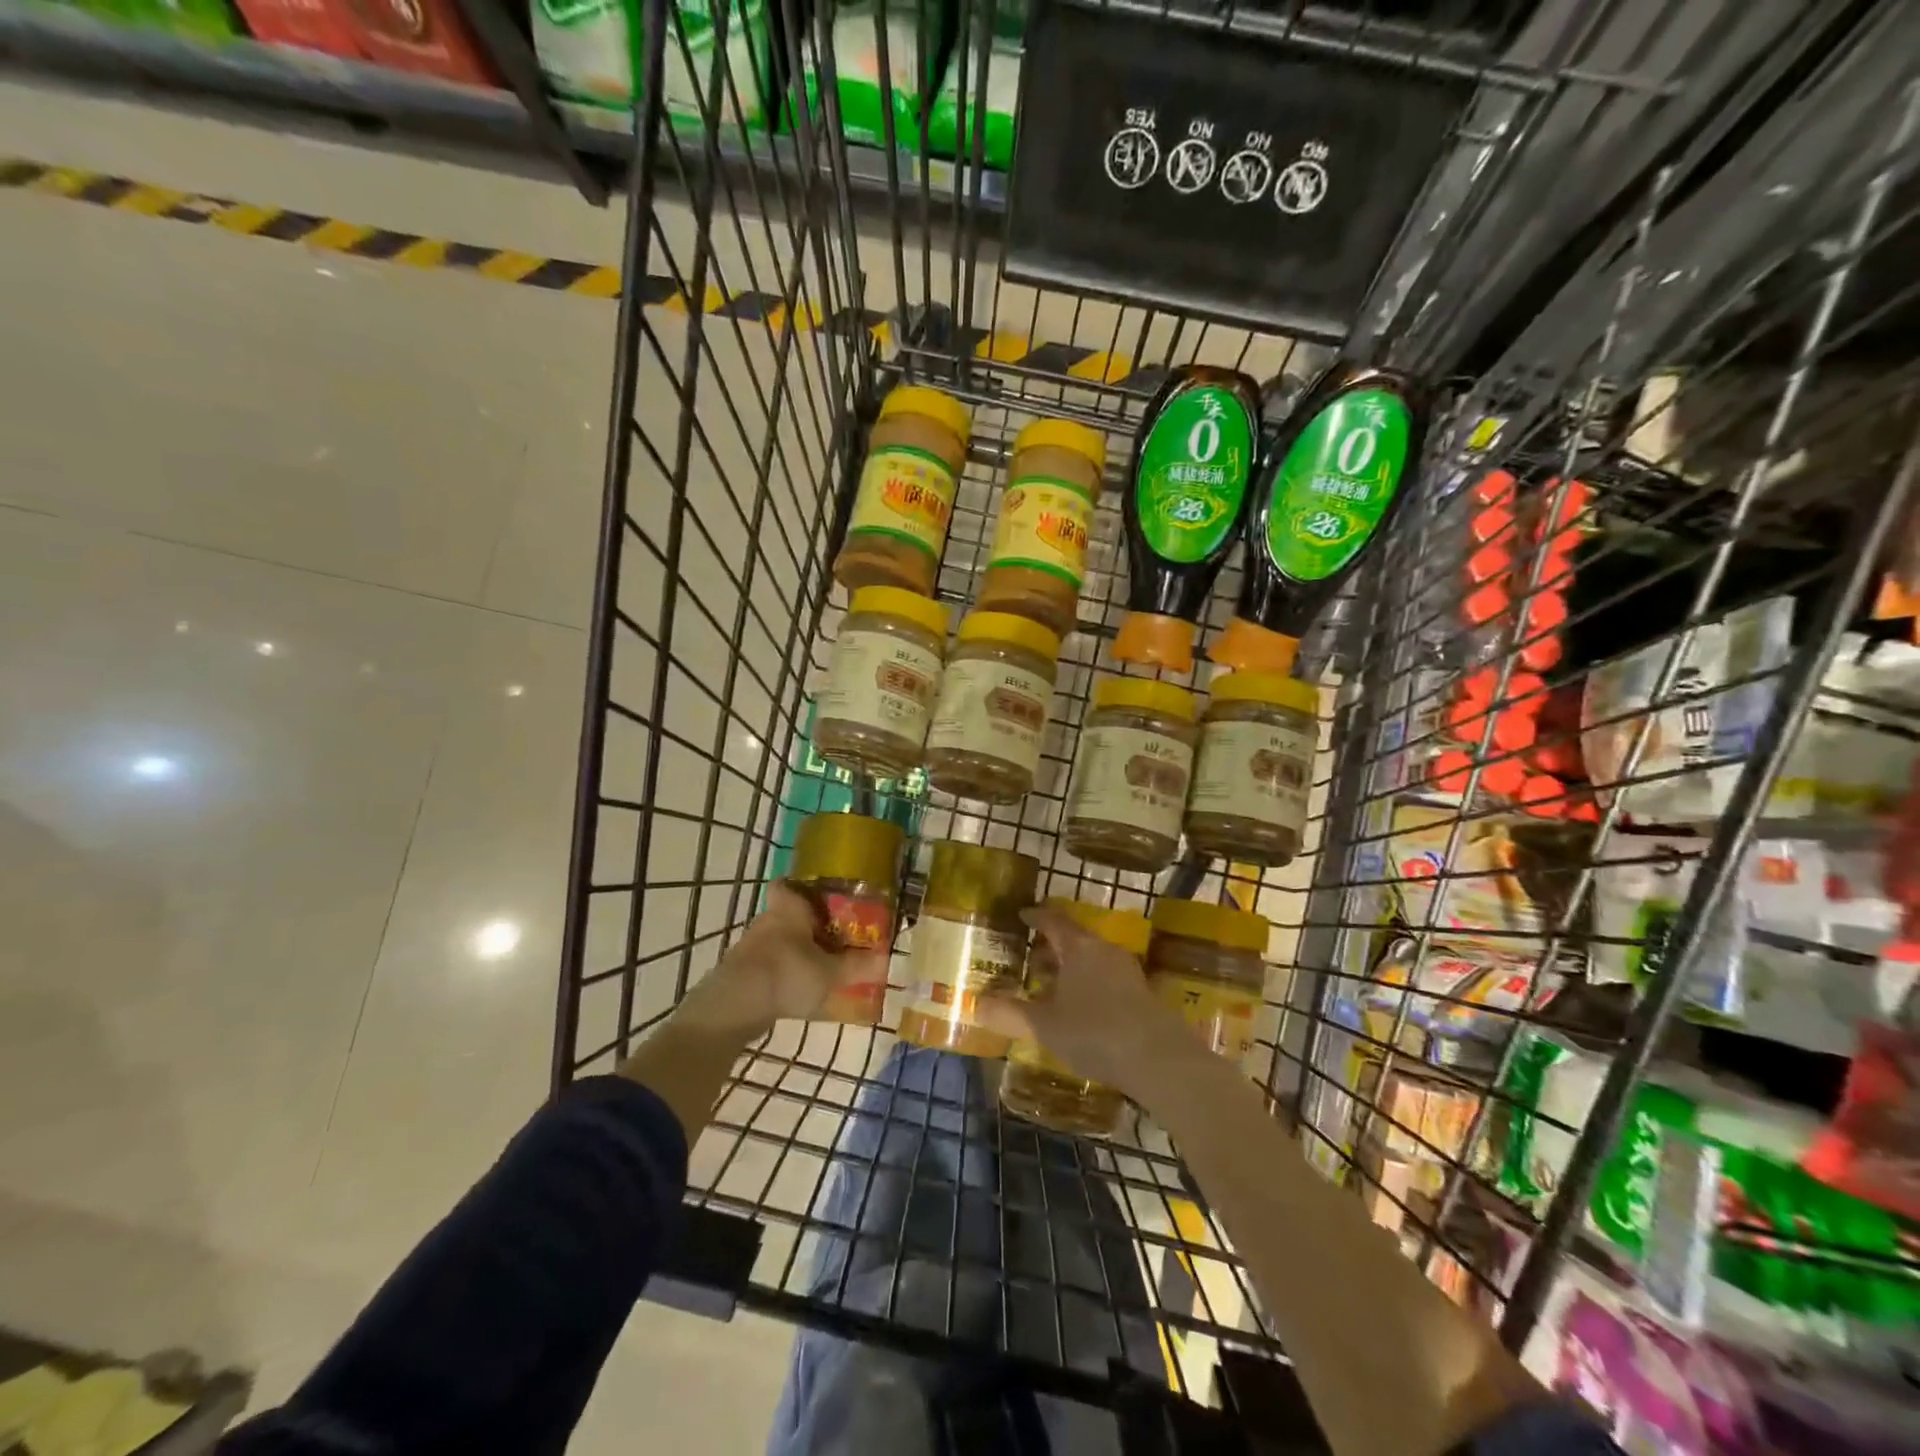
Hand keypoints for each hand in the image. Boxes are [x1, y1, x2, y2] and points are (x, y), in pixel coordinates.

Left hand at [678, 882, 885, 1039]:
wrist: (734, 1007)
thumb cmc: (787, 974)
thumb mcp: (830, 973)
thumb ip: (858, 966)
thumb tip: (886, 958)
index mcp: (788, 909)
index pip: (788, 885)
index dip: (802, 888)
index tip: (822, 897)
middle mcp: (767, 921)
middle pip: (788, 914)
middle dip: (808, 925)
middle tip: (834, 937)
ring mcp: (750, 948)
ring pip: (778, 941)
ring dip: (795, 951)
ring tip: (820, 967)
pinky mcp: (741, 972)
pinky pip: (768, 965)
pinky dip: (782, 973)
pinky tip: (798, 990)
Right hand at [974, 903, 1189, 1096]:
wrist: (1160, 1060)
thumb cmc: (1095, 1033)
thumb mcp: (1044, 1026)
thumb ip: (1009, 1014)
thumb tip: (975, 1004)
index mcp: (1079, 947)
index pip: (1054, 920)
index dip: (1036, 916)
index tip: (1022, 914)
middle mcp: (1105, 951)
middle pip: (1074, 939)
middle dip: (1051, 947)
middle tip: (1030, 957)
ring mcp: (1128, 971)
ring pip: (1092, 960)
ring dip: (1071, 968)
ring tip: (1051, 987)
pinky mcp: (1143, 995)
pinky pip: (1107, 978)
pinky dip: (1089, 984)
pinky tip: (1081, 1010)